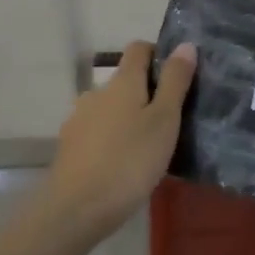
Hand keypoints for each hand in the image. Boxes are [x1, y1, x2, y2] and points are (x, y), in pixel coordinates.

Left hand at [46, 40, 196, 237]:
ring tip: (147, 148)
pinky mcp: (69, 146)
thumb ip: (175, 81)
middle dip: (146, 93)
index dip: (158, 55)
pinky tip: (122, 165)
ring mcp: (78, 119)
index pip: (138, 48)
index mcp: (122, 82)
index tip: (177, 78)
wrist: (76, 210)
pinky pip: (97, 132)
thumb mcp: (164, 120)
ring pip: (110, 108)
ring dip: (128, 118)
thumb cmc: (129, 161)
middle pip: (125, 80)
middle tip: (169, 122)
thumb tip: (185, 44)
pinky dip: (111, 139)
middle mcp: (96, 92)